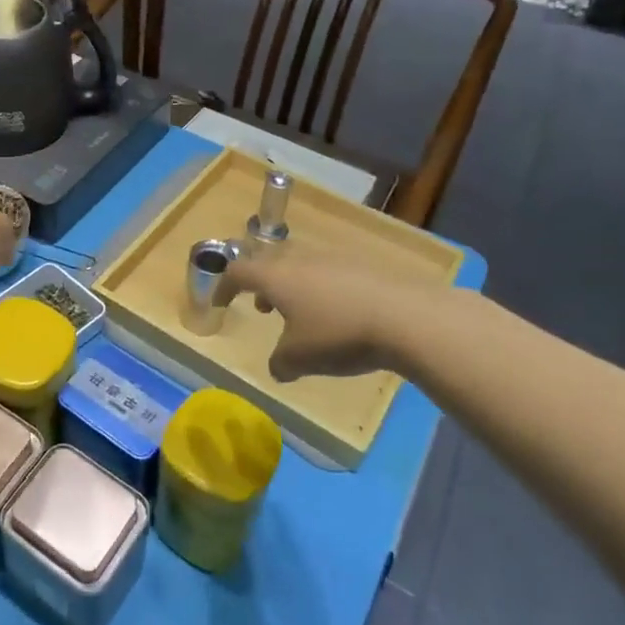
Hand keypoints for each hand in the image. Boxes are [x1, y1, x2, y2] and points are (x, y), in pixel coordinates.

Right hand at [219, 249, 441, 380]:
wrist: (404, 316)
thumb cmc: (338, 335)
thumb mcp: (299, 359)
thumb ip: (280, 363)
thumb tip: (278, 367)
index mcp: (275, 276)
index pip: (238, 271)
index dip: (224, 286)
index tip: (220, 302)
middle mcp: (299, 259)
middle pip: (269, 261)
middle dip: (261, 283)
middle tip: (263, 306)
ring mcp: (333, 257)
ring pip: (301, 264)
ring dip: (293, 285)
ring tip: (302, 313)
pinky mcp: (362, 265)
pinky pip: (330, 272)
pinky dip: (322, 289)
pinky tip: (338, 314)